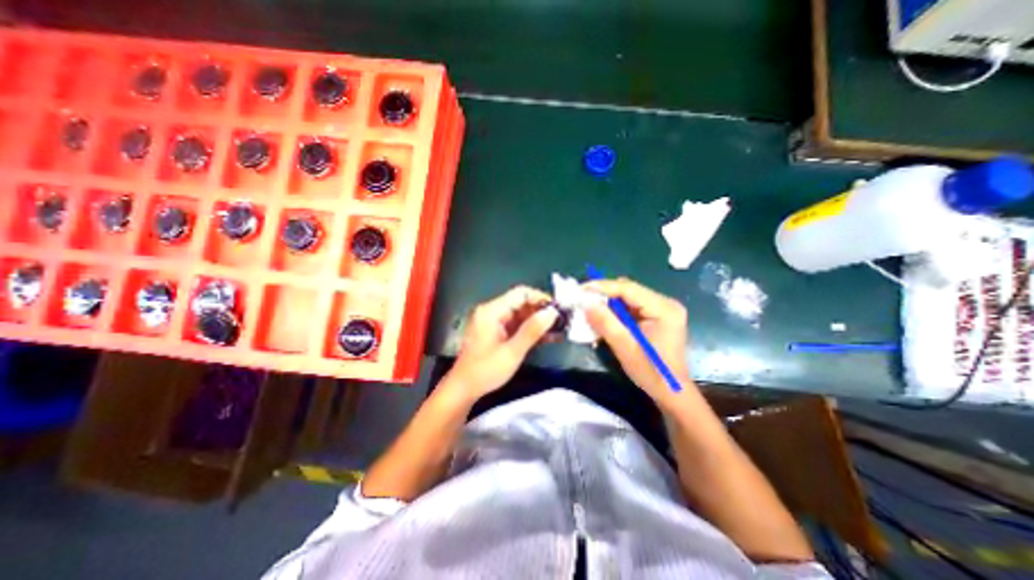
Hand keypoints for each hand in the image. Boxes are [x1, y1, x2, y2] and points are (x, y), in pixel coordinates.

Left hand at [444, 285, 557, 401]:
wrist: (464, 388)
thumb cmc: (485, 371)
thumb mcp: (512, 352)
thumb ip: (532, 330)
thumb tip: (552, 313)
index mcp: (492, 311)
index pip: (521, 293)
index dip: (541, 298)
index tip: (558, 309)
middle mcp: (491, 311)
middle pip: (521, 303)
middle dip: (541, 311)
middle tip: (561, 321)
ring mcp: (493, 321)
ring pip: (520, 314)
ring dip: (537, 321)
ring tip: (558, 330)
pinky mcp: (495, 331)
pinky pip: (516, 324)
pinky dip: (529, 329)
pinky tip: (545, 336)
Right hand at [585, 278, 688, 405]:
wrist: (671, 392)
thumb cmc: (651, 372)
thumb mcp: (624, 347)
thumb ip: (605, 322)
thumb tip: (585, 302)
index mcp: (663, 309)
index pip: (628, 288)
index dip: (602, 286)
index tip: (580, 289)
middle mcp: (665, 303)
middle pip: (628, 291)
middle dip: (604, 295)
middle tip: (582, 301)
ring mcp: (662, 309)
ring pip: (627, 298)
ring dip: (608, 304)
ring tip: (590, 310)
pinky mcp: (656, 316)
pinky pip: (631, 307)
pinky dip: (615, 312)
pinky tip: (604, 320)